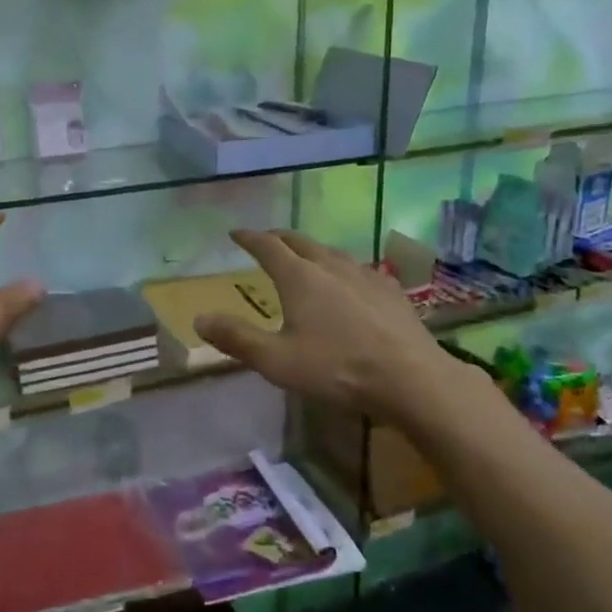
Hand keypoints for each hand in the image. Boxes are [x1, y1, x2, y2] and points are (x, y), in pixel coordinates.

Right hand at [193, 230, 485, 425]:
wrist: (413, 380)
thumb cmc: (337, 369)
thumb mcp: (277, 361)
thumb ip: (237, 338)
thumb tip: (198, 318)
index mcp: (299, 277)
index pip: (267, 246)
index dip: (249, 238)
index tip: (235, 232)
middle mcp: (330, 266)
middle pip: (300, 241)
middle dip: (279, 238)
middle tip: (266, 240)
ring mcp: (365, 276)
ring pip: (331, 252)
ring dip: (311, 250)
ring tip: (305, 258)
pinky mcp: (391, 292)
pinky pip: (358, 269)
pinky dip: (341, 268)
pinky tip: (350, 283)